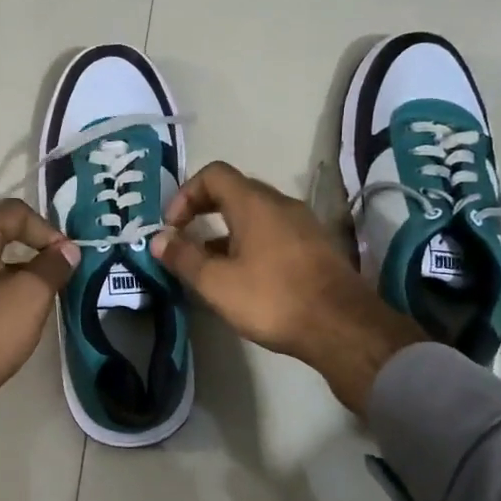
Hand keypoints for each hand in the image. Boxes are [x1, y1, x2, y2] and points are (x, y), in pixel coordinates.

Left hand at [0, 199, 78, 467]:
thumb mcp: (32, 295)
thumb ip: (53, 266)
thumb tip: (67, 250)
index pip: (11, 212)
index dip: (44, 227)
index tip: (64, 255)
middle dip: (31, 242)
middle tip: (56, 263)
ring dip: (18, 265)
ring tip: (43, 287)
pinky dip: (1, 283)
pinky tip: (18, 307)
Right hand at [151, 162, 421, 414]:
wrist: (342, 327)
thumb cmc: (272, 299)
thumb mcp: (216, 282)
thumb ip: (184, 257)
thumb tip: (158, 239)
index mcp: (254, 203)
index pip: (213, 174)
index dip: (185, 194)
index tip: (173, 227)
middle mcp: (281, 204)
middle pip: (235, 191)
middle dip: (204, 212)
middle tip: (187, 242)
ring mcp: (304, 224)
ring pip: (256, 215)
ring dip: (227, 232)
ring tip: (212, 266)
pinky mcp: (317, 247)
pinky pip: (275, 232)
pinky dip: (251, 244)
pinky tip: (246, 278)